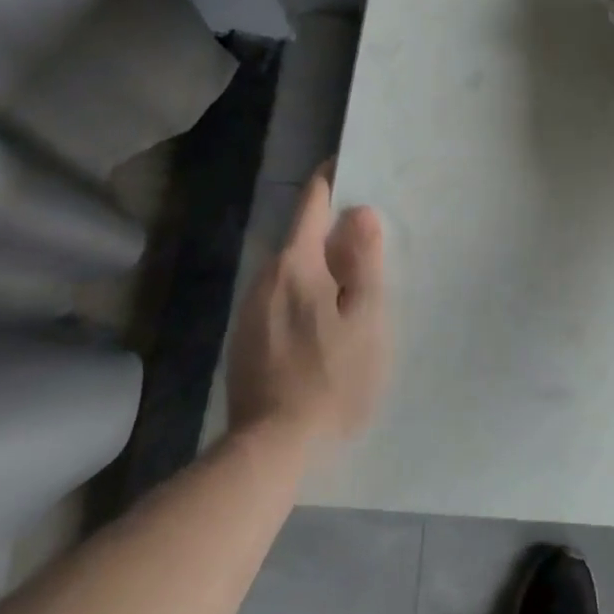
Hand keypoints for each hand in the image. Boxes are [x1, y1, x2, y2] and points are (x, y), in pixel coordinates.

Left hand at [225, 163, 388, 446]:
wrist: (271, 447)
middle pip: (301, 236)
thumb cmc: (331, 377)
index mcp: (295, 265)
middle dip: (331, 229)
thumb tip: (360, 212)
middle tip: (368, 235)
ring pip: (291, 270)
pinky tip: (324, 319)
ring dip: (319, 264)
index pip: (311, 203)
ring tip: (352, 279)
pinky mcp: (245, 340)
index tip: (349, 165)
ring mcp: (250, 311)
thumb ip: (364, 261)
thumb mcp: (365, 317)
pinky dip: (305, 292)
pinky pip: (280, 297)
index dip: (331, 179)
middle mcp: (265, 278)